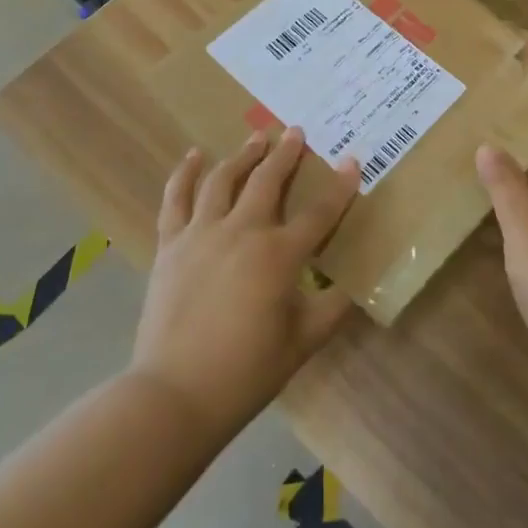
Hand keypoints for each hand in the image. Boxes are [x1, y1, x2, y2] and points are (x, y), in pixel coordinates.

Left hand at [131, 129, 357, 437]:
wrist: (175, 395)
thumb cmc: (246, 372)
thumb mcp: (303, 343)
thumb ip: (333, 309)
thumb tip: (356, 286)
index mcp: (279, 255)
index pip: (320, 213)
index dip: (340, 186)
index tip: (352, 161)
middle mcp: (242, 232)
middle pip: (268, 181)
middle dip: (286, 154)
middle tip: (295, 132)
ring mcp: (202, 234)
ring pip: (223, 180)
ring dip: (243, 155)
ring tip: (256, 137)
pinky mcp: (171, 245)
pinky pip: (176, 200)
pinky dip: (184, 174)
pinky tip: (193, 156)